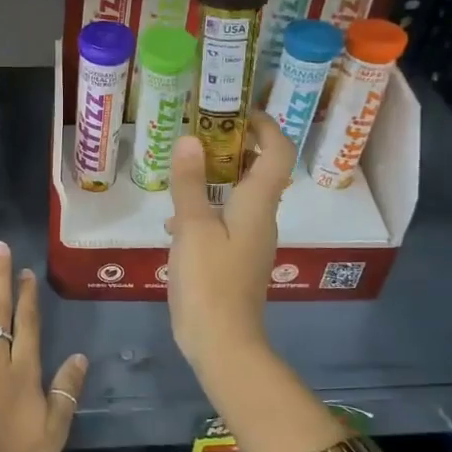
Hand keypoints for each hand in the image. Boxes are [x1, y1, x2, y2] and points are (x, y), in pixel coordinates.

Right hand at [164, 110, 295, 371]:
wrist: (222, 341)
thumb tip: (191, 139)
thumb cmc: (210, 280)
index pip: (276, 152)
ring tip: (181, 169)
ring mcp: (249, 240)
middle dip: (233, 146)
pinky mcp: (235, 258)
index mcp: (258, 204)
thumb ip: (190, 183)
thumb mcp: (193, 227)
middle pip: (259, 170)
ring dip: (215, 177)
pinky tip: (175, 220)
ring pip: (239, 195)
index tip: (236, 110)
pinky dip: (205, 207)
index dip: (264, 125)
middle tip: (198, 132)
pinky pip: (225, 219)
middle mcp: (261, 217)